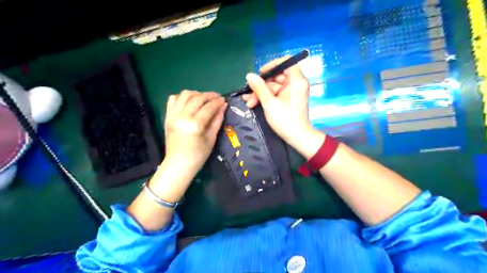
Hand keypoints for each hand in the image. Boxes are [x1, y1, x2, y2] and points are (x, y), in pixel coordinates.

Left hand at [163, 90, 224, 178]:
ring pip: (184, 95)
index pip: (208, 107)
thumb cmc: (198, 155)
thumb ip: (217, 120)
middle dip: (209, 95)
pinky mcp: (167, 117)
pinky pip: (172, 100)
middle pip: (197, 98)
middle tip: (217, 97)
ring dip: (196, 93)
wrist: (178, 164)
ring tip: (204, 98)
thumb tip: (223, 106)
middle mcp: (182, 117)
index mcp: (195, 125)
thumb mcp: (211, 139)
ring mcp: (173, 116)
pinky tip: (189, 102)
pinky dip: (181, 97)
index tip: (224, 100)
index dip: (218, 102)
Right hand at [242, 57, 319, 153]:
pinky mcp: (288, 99)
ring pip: (273, 87)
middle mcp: (295, 83)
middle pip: (276, 76)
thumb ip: (259, 88)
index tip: (261, 73)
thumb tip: (249, 75)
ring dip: (260, 93)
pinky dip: (265, 97)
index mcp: (296, 81)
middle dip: (261, 85)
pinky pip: (275, 94)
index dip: (272, 65)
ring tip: (248, 102)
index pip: (286, 62)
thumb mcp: (269, 103)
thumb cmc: (285, 119)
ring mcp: (291, 92)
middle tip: (249, 94)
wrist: (297, 137)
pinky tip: (253, 103)